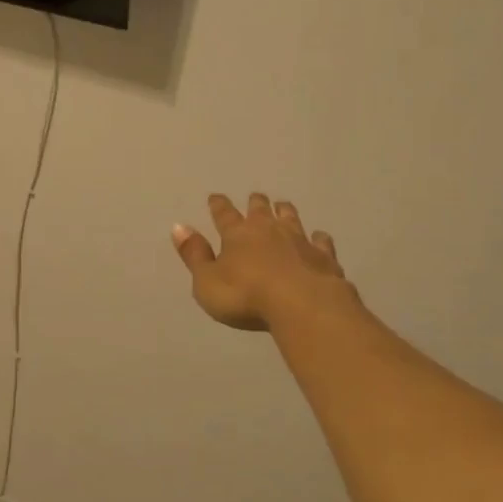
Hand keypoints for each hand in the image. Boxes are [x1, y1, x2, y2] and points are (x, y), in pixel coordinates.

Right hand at [172, 193, 351, 331]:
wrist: (302, 304)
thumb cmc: (245, 296)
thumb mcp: (207, 281)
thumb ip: (195, 255)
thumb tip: (178, 227)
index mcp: (237, 235)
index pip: (224, 215)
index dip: (218, 206)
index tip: (215, 197)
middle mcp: (268, 230)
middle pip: (260, 210)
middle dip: (256, 203)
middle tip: (255, 197)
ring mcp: (299, 240)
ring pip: (291, 218)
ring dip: (285, 211)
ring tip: (283, 206)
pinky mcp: (323, 256)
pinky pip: (321, 241)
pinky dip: (318, 238)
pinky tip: (319, 237)